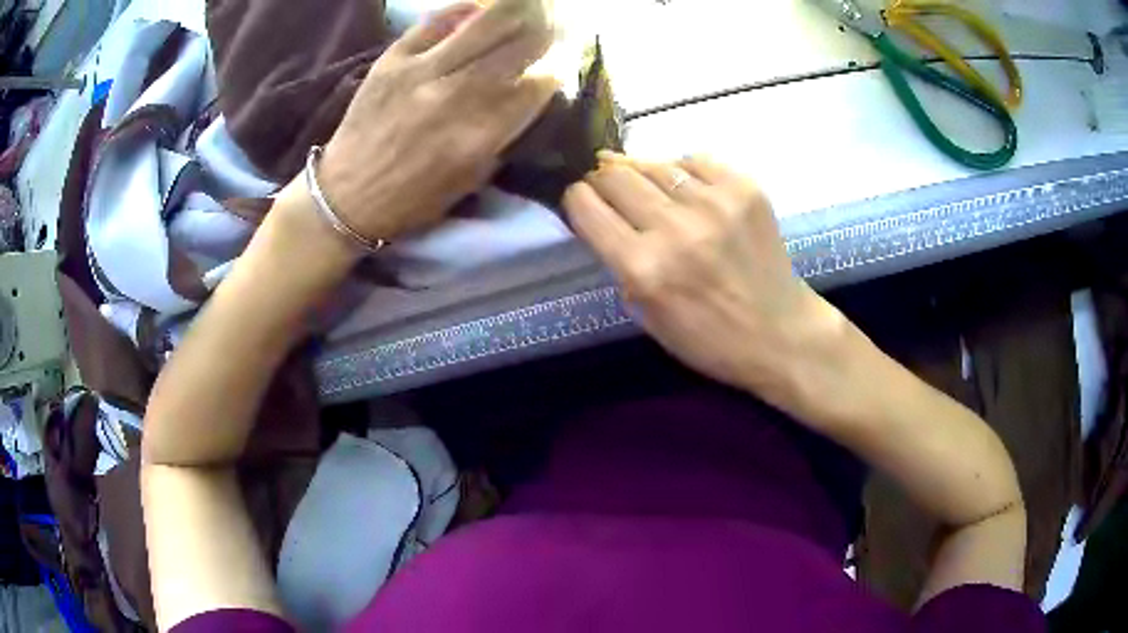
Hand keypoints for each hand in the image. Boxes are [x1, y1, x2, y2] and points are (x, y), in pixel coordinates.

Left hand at [318, 1, 558, 241]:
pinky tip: (478, 9)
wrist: (346, 196)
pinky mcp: (392, 60)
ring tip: (530, 4)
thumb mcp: (469, 180)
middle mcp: (455, 96)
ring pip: (484, 24)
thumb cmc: (411, 198)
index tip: (559, 66)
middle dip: (545, 32)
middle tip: (554, 23)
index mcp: (479, 135)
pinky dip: (462, 11)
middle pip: (518, 48)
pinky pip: (434, 22)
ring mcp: (421, 72)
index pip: (535, 87)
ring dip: (516, 10)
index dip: (555, 72)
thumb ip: (503, 136)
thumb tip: (527, 96)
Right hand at [564, 153, 847, 400]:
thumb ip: (620, 262)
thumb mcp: (646, 315)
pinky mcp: (743, 188)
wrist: (780, 332)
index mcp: (644, 268)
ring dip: (643, 175)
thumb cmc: (709, 338)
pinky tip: (689, 190)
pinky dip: (683, 172)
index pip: (586, 206)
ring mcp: (712, 202)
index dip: (577, 198)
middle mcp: (674, 228)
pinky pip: (695, 161)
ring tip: (651, 190)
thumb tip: (602, 214)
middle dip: (604, 180)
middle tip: (612, 191)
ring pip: (654, 163)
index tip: (582, 199)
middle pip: (615, 176)